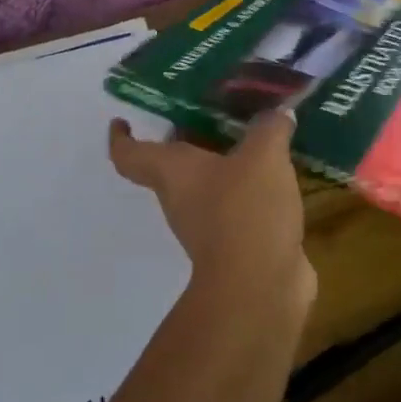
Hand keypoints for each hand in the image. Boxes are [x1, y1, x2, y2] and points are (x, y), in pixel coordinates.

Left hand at [108, 109, 316, 313]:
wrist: (258, 288)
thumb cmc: (244, 210)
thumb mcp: (263, 155)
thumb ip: (270, 128)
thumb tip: (279, 113)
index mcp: (173, 172)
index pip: (130, 155)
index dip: (121, 137)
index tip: (121, 121)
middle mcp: (181, 199)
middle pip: (173, 166)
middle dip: (189, 139)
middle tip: (212, 113)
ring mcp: (207, 227)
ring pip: (208, 186)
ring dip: (225, 165)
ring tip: (255, 138)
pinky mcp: (236, 245)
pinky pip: (237, 207)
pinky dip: (251, 190)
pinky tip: (278, 175)